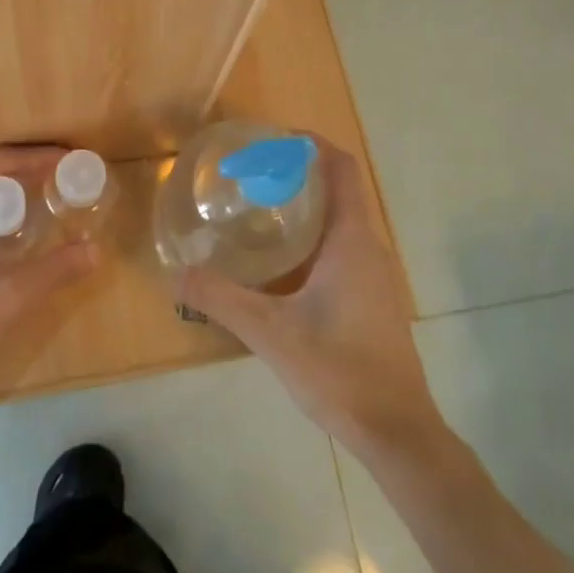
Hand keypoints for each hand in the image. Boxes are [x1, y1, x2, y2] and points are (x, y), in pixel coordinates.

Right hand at [175, 140, 442, 457]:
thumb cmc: (338, 369)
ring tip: (260, 212)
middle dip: (299, 174)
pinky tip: (282, 265)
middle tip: (252, 175)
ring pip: (342, 222)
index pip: (342, 168)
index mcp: (352, 240)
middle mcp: (369, 248)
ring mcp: (376, 276)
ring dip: (307, 207)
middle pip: (340, 190)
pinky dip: (315, 237)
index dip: (312, 145)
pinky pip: (344, 249)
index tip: (274, 140)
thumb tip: (177, 273)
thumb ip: (221, 299)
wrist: (396, 432)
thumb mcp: (270, 332)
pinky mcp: (374, 300)